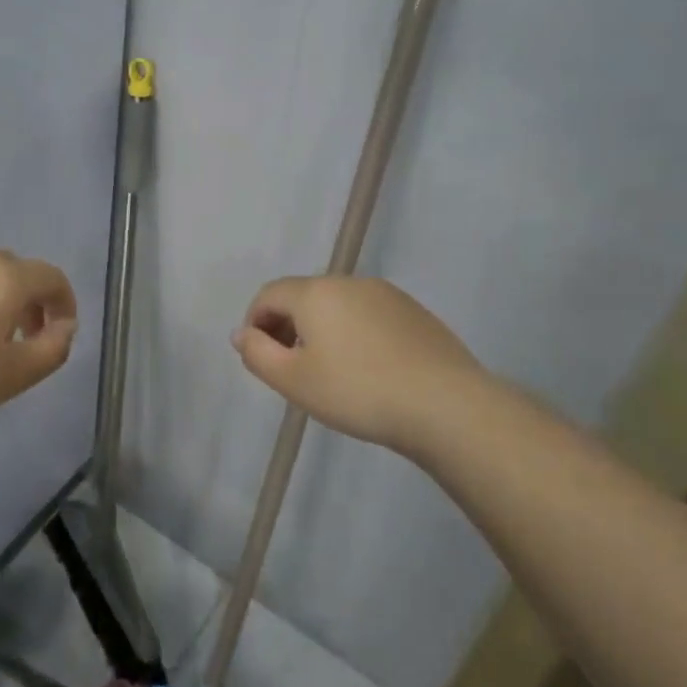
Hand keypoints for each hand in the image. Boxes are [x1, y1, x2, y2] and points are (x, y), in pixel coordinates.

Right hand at [232, 275, 497, 449]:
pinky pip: (368, 315)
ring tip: (329, 371)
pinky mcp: (414, 312)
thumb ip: (257, 354)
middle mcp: (349, 282)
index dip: (254, 322)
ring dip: (321, 329)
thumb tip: (242, 333)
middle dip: (286, 326)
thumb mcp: (294, 381)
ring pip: (337, 305)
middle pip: (303, 296)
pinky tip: (367, 369)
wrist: (445, 404)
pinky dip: (354, 333)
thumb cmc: (358, 392)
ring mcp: (386, 294)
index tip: (259, 357)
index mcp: (315, 293)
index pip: (269, 294)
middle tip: (289, 368)